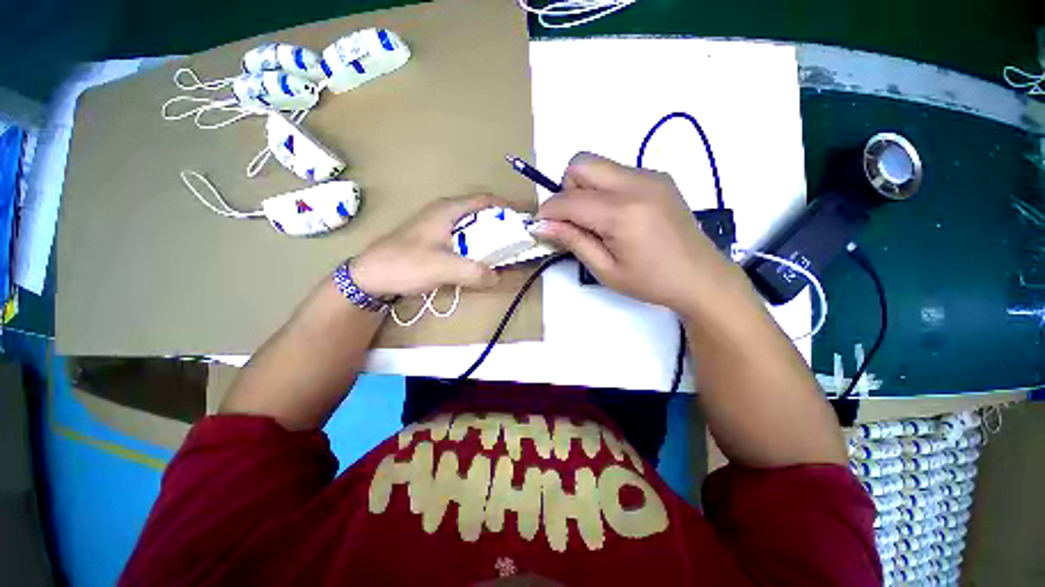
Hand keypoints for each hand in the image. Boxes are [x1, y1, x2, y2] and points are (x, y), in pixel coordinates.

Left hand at [351, 194, 506, 296]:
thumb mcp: (443, 268)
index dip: (505, 208)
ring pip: (471, 227)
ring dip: (487, 238)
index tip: (522, 222)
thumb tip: (496, 276)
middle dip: (499, 226)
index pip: (484, 201)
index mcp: (448, 210)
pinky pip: (462, 239)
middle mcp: (444, 213)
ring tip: (501, 254)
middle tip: (515, 243)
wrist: (370, 275)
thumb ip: (473, 272)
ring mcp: (438, 226)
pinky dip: (475, 247)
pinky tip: (478, 261)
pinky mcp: (434, 240)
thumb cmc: (405, 264)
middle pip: (480, 214)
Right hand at [535, 152, 740, 314]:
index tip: (541, 226)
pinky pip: (616, 172)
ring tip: (596, 220)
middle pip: (580, 163)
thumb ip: (572, 241)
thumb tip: (541, 225)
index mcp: (622, 213)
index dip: (547, 212)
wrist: (701, 277)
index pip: (568, 199)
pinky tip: (616, 215)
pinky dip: (604, 188)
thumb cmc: (651, 282)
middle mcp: (636, 183)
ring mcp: (650, 176)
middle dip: (566, 190)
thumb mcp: (605, 270)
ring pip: (598, 164)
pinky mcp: (658, 177)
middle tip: (574, 220)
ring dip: (585, 188)